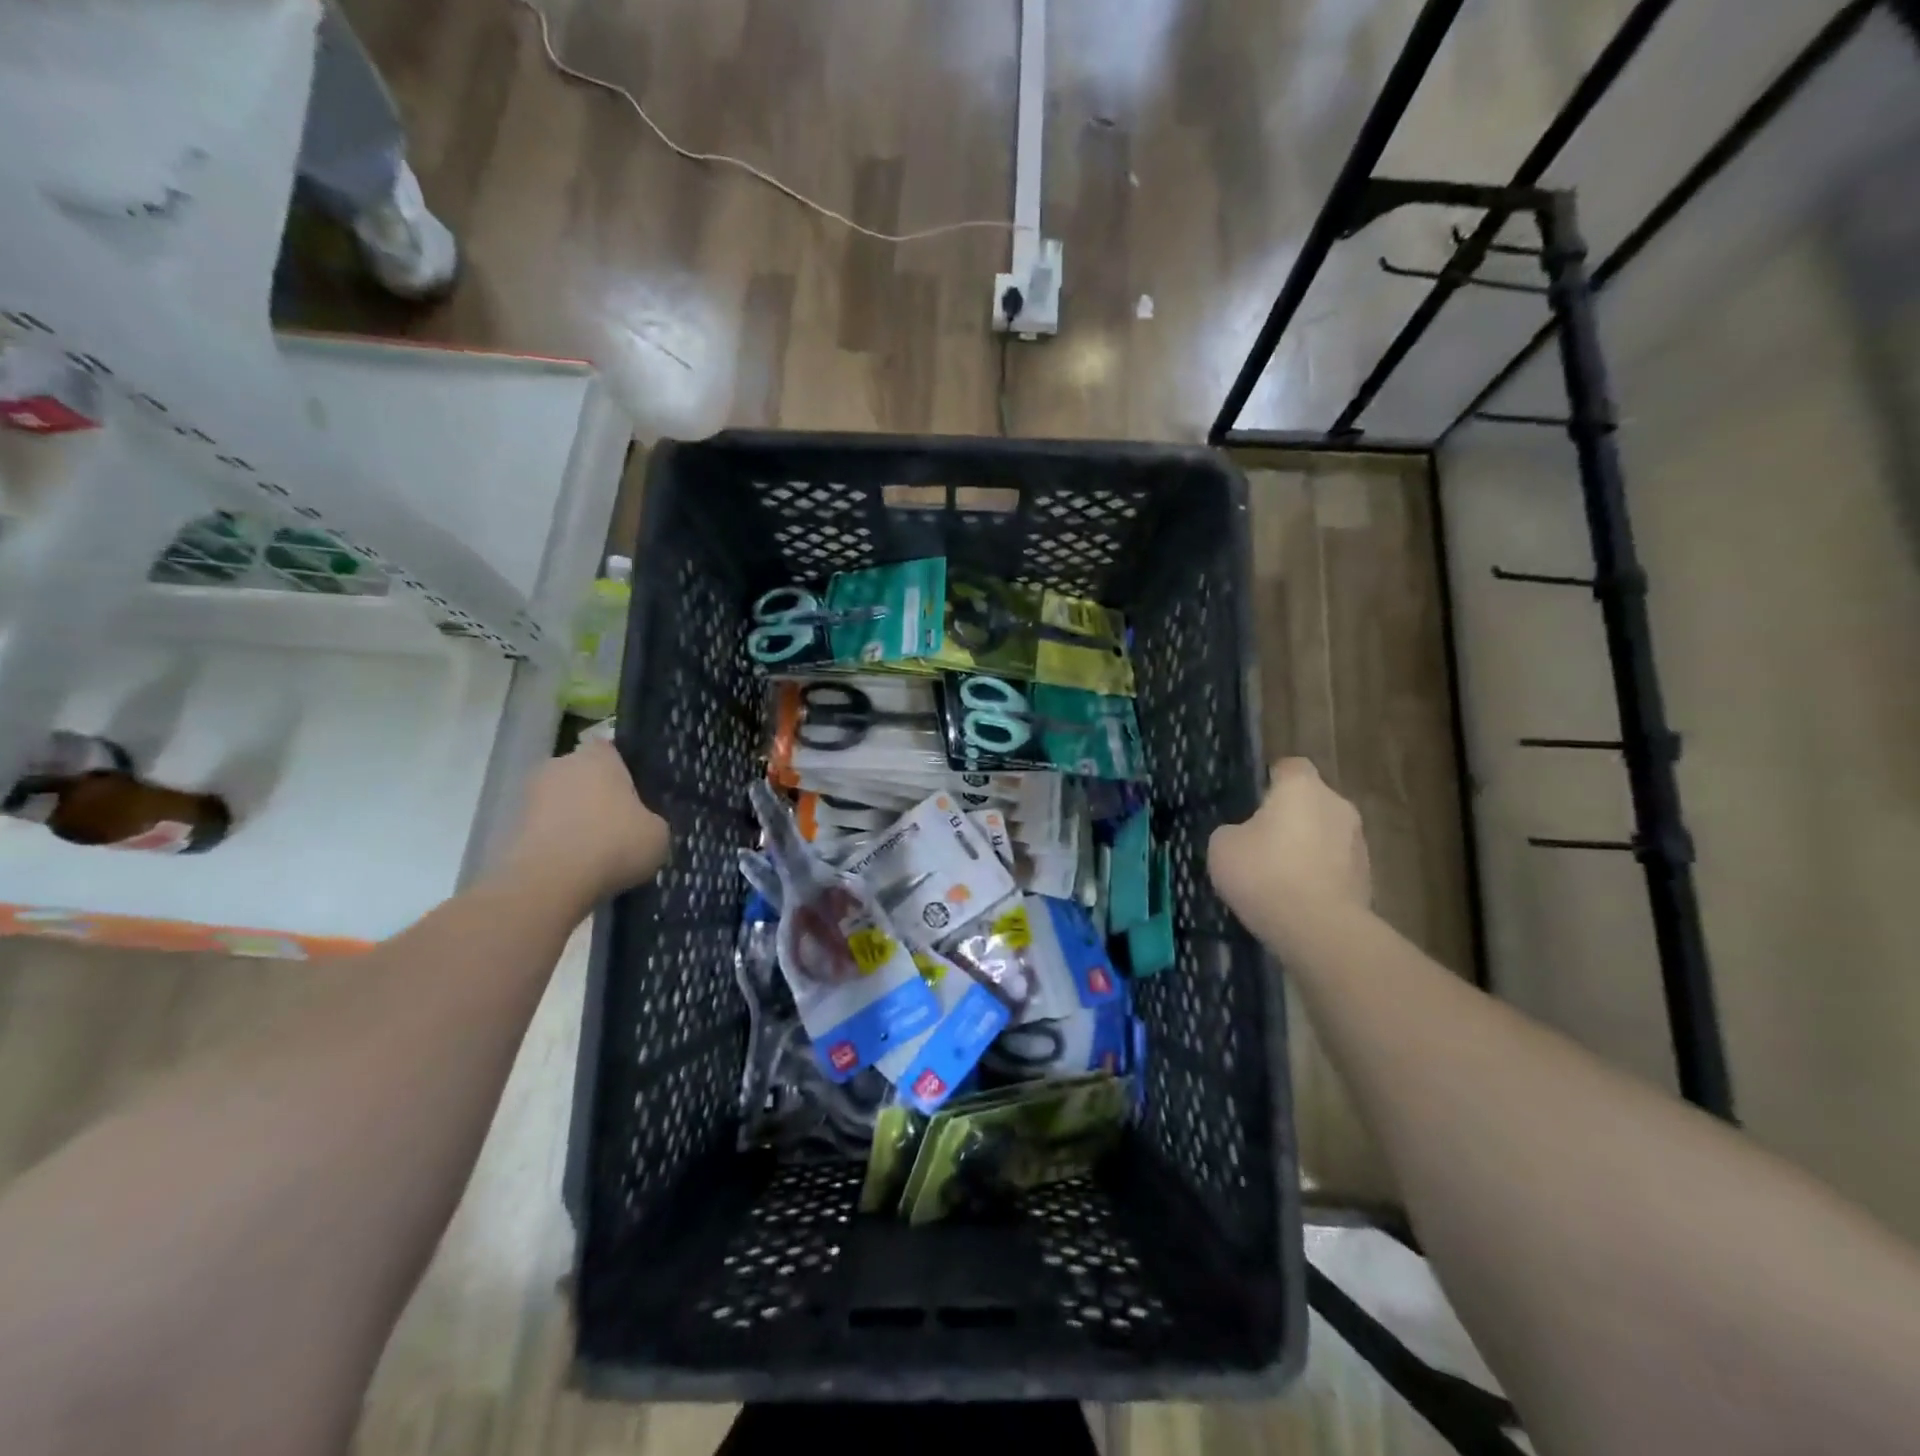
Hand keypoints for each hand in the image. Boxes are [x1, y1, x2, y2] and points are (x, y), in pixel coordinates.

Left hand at [505, 740, 668, 902]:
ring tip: (596, 852)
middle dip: (596, 795)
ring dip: (574, 819)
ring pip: (562, 802)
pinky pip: (546, 828)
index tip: (635, 796)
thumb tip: (643, 825)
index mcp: (599, 756)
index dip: (623, 772)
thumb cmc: (615, 843)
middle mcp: (562, 764)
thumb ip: (651, 820)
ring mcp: (531, 794)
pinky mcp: (512, 826)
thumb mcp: (658, 834)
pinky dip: (557, 842)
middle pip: (584, 775)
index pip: (612, 751)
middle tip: (618, 826)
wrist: (550, 881)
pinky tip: (575, 866)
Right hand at [1208, 758, 1370, 924]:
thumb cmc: (1265, 874)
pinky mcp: (1367, 878)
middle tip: (1260, 843)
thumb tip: (1244, 835)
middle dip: (1290, 817)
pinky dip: (1319, 875)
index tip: (1252, 801)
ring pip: (1325, 835)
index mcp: (1302, 787)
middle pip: (1311, 802)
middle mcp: (1337, 805)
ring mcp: (1358, 843)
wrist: (1319, 930)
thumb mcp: (1222, 846)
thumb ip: (1233, 830)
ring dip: (1307, 847)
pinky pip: (1335, 867)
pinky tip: (1296, 899)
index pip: (1289, 767)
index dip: (1270, 780)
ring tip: (1278, 877)